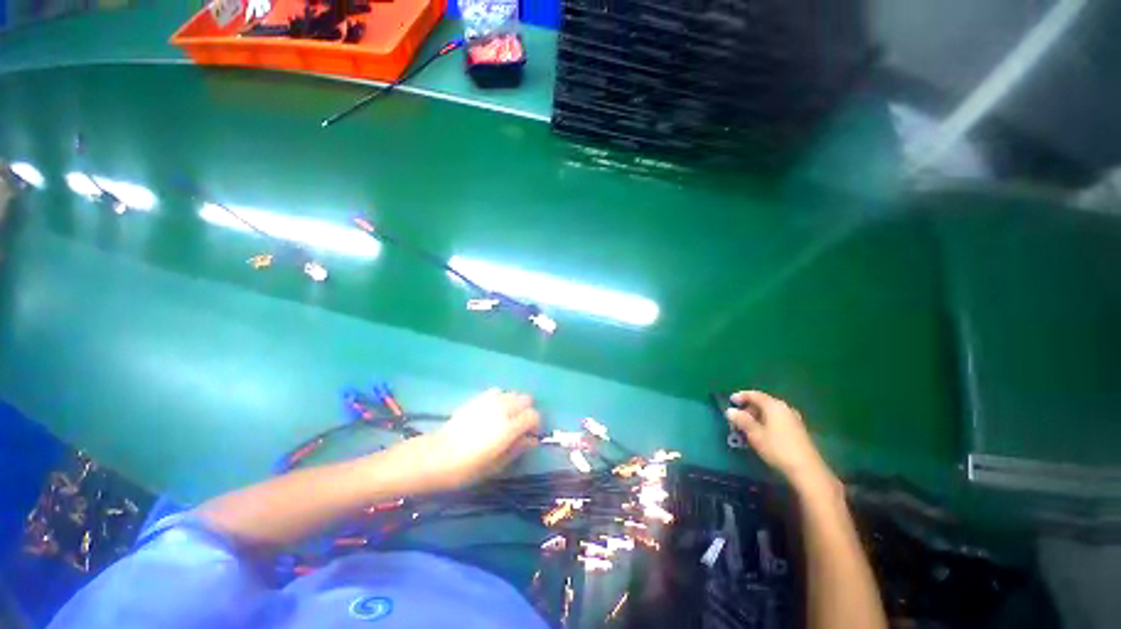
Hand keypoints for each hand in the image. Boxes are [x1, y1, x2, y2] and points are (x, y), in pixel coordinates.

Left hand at [420, 388, 540, 488]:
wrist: (436, 456)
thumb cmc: (466, 468)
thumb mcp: (495, 465)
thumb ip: (517, 449)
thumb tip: (532, 440)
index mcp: (509, 427)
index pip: (533, 415)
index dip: (535, 425)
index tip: (530, 435)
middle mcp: (503, 409)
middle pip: (526, 399)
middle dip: (527, 411)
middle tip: (519, 426)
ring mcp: (489, 401)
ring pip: (513, 393)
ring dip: (515, 404)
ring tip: (506, 418)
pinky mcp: (478, 398)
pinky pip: (497, 391)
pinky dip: (501, 398)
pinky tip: (493, 410)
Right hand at [725, 391, 834, 489]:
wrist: (807, 470)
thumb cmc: (778, 449)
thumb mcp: (755, 434)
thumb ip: (742, 420)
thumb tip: (730, 411)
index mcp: (774, 406)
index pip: (755, 395)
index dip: (741, 396)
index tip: (730, 401)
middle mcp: (785, 408)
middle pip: (763, 402)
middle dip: (748, 408)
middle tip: (737, 418)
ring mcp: (793, 419)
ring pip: (771, 412)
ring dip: (757, 416)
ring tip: (747, 427)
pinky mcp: (798, 430)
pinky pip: (778, 419)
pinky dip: (767, 422)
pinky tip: (762, 433)